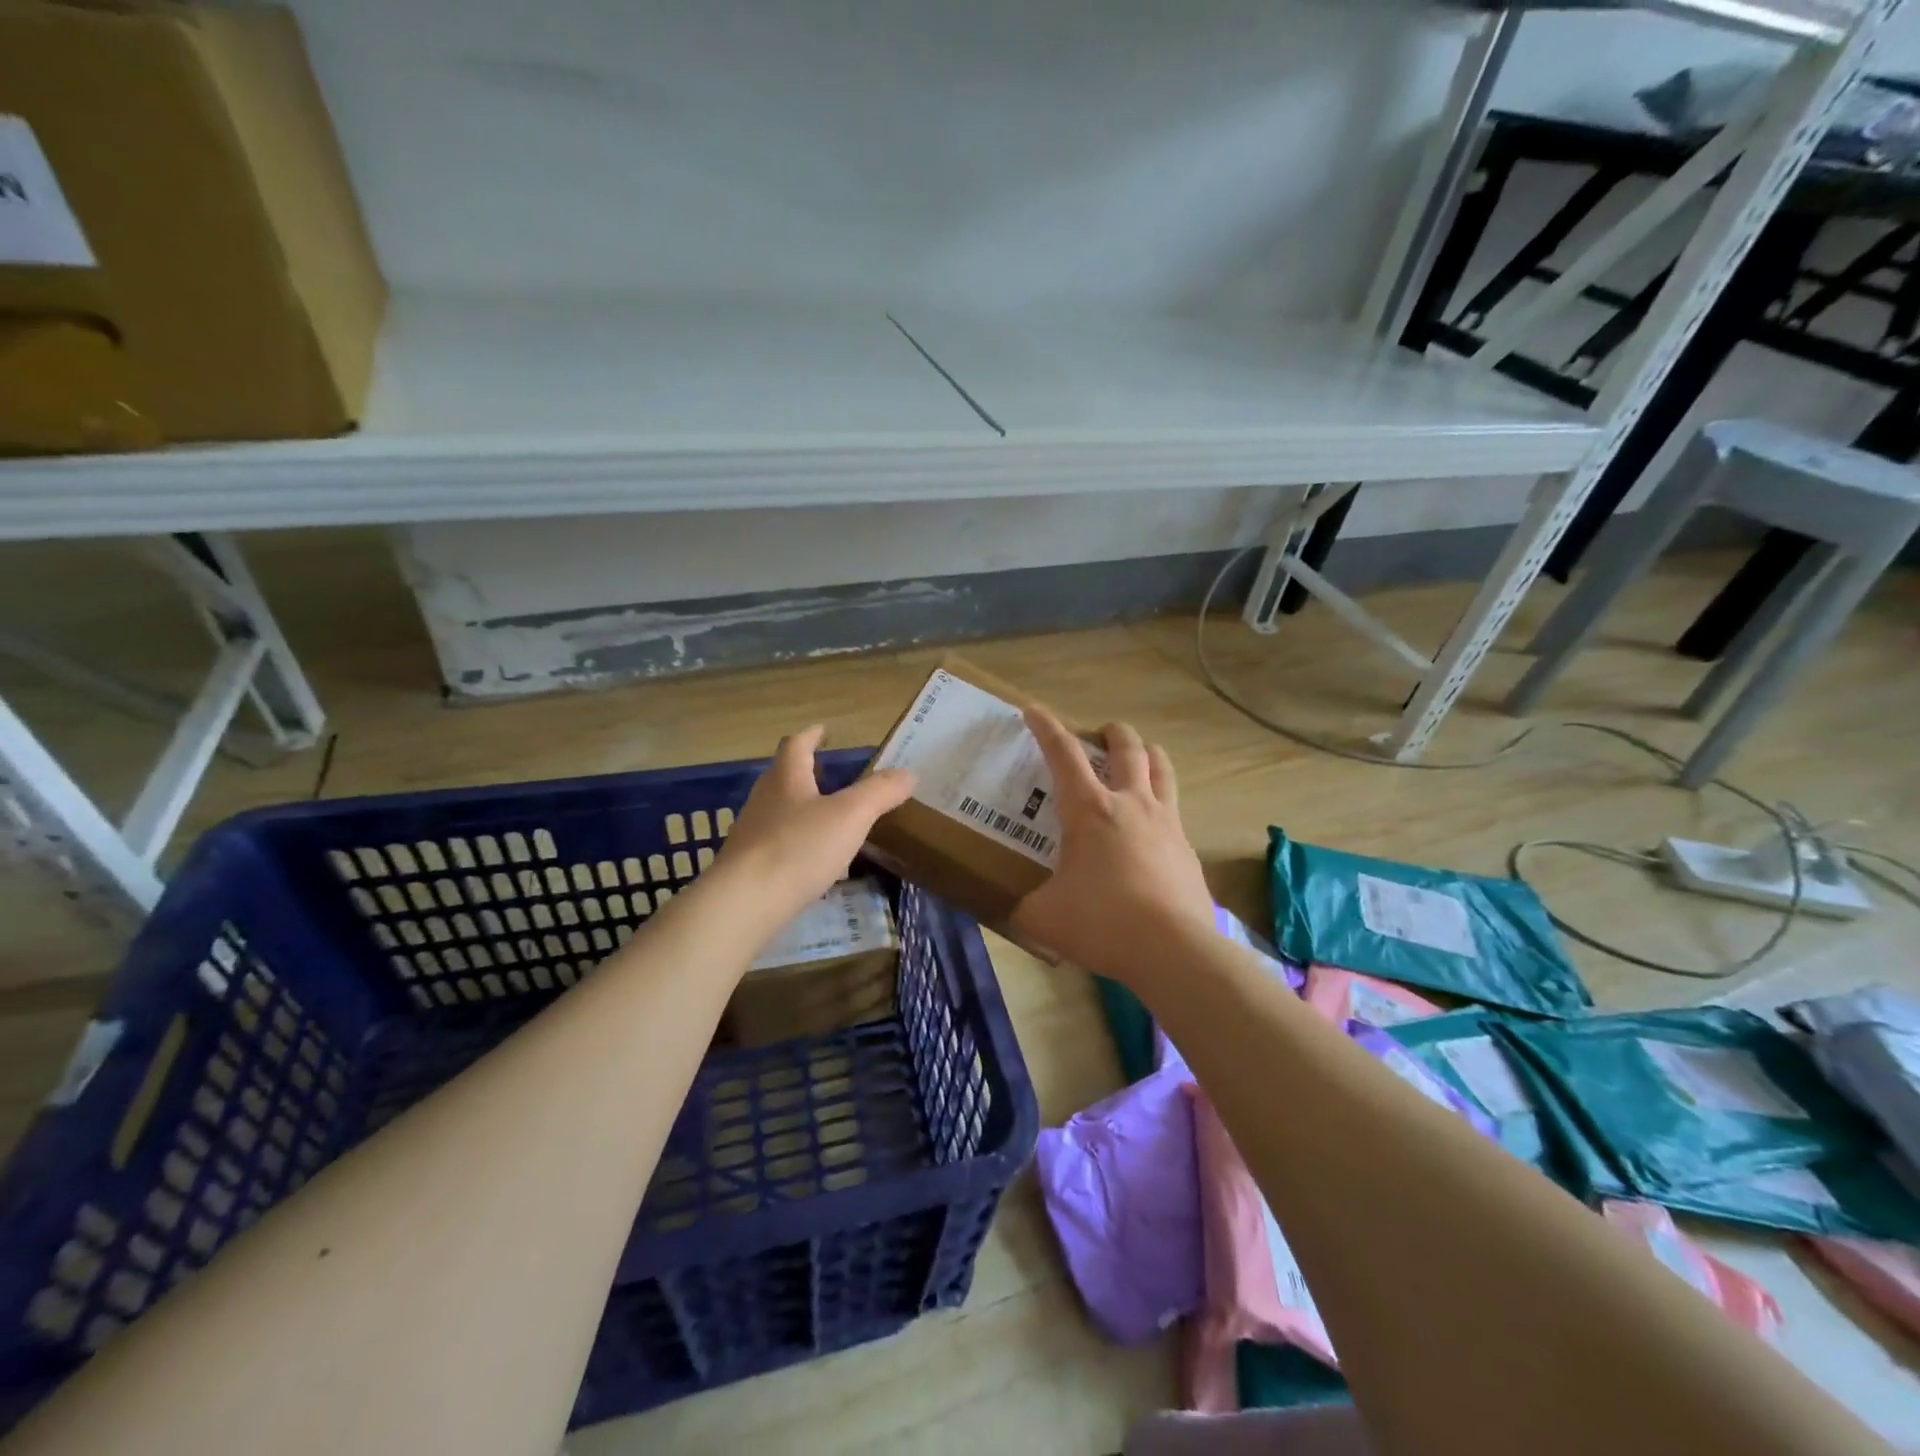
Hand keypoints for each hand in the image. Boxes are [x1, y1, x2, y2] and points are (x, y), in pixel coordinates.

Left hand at [714, 726, 914, 930]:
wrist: (744, 903)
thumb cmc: (798, 848)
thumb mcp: (850, 816)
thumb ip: (880, 792)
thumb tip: (908, 773)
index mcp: (786, 778)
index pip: (797, 745)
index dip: (812, 735)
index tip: (825, 732)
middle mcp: (764, 799)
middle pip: (784, 776)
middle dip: (807, 772)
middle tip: (833, 775)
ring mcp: (752, 833)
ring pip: (779, 810)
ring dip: (802, 807)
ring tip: (828, 817)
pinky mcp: (749, 866)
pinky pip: (776, 843)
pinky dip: (796, 841)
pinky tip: (812, 858)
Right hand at [1010, 706, 1214, 981]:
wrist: (1174, 951)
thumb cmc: (1102, 923)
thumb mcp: (1043, 918)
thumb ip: (1022, 908)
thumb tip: (1010, 910)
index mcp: (1089, 810)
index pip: (1063, 754)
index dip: (1046, 727)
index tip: (1033, 710)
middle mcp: (1131, 803)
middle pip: (1127, 747)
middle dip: (1111, 733)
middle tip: (1099, 735)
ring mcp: (1166, 823)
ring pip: (1161, 767)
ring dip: (1146, 754)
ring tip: (1137, 758)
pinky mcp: (1187, 848)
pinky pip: (1174, 809)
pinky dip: (1161, 802)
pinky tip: (1151, 826)